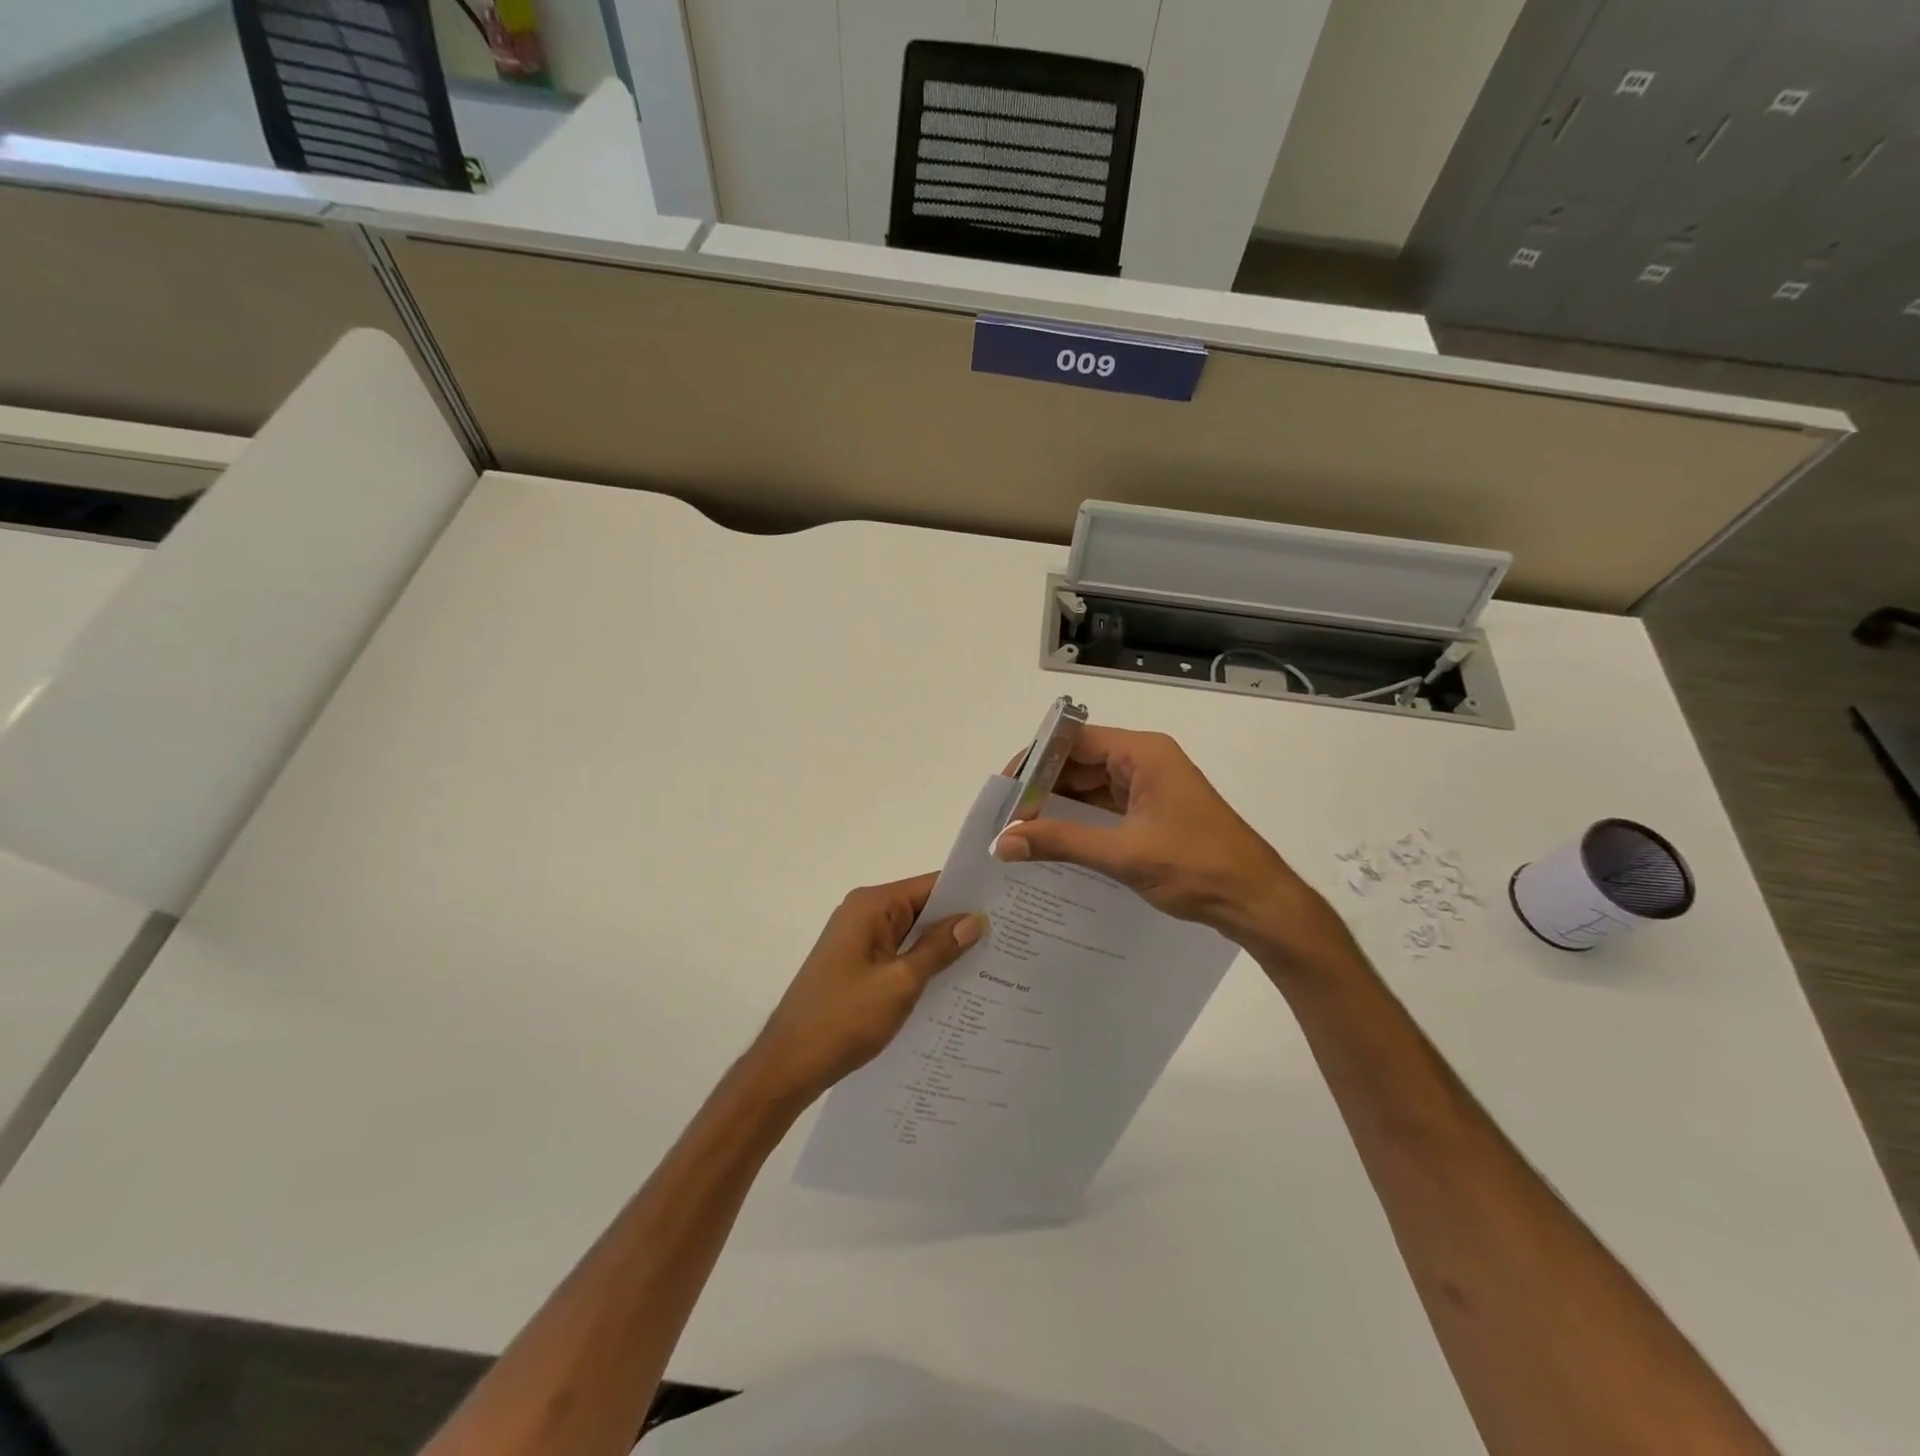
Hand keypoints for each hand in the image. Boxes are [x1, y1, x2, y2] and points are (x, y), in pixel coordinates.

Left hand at [747, 874, 985, 1105]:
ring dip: (942, 946)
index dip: (968, 894)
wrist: (788, 1066)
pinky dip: (922, 963)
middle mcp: (863, 913)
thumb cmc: (844, 1019)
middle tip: (1009, 935)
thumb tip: (976, 920)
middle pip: (922, 907)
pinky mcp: (856, 965)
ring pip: (912, 933)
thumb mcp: (901, 983)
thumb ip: (939, 949)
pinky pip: (898, 954)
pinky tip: (954, 982)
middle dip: (959, 922)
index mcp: (871, 906)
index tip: (1007, 904)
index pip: (930, 885)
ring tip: (993, 958)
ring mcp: (858, 940)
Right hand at [993, 727, 1354, 971]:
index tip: (1005, 789)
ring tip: (1021, 831)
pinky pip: (1107, 807)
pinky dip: (1081, 821)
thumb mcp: (1123, 854)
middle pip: (1080, 761)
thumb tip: (1003, 841)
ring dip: (1060, 805)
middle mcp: (1145, 761)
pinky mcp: (1154, 811)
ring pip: (1091, 786)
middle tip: (1007, 816)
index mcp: (1142, 753)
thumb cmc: (1196, 867)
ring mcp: (1151, 786)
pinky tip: (1055, 841)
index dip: (1036, 760)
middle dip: (1043, 786)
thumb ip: (1060, 842)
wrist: (1258, 901)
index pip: (1074, 740)